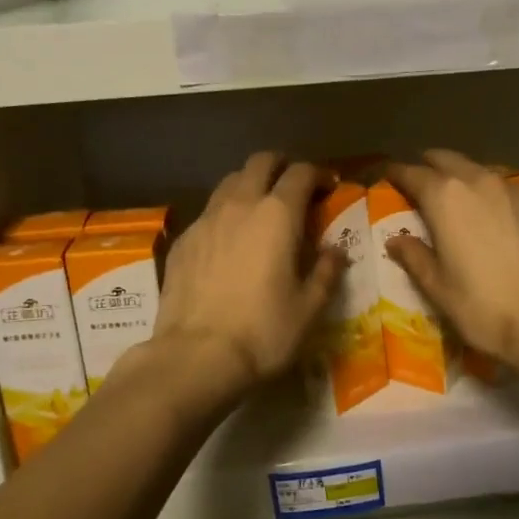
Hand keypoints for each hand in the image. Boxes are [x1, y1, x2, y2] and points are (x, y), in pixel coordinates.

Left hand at [151, 153, 343, 397]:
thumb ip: (326, 272)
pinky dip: (225, 214)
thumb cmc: (263, 331)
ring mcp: (206, 220)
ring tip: (260, 210)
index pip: (301, 173)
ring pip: (229, 182)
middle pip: (260, 162)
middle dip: (281, 166)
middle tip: (293, 188)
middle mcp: (240, 205)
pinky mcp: (183, 241)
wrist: (195, 357)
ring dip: (250, 185)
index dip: (319, 174)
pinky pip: (208, 212)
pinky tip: (229, 242)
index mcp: (278, 214)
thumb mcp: (310, 308)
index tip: (329, 187)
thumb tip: (335, 252)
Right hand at [386, 150, 518, 372]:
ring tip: (459, 195)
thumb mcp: (437, 287)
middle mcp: (479, 181)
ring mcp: (515, 189)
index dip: (397, 174)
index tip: (388, 175)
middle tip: (421, 179)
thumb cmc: (481, 306)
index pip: (412, 173)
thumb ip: (414, 256)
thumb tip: (396, 240)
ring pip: (481, 170)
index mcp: (445, 197)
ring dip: (465, 177)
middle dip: (431, 165)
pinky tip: (498, 216)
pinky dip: (495, 195)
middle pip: (448, 159)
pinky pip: (510, 189)